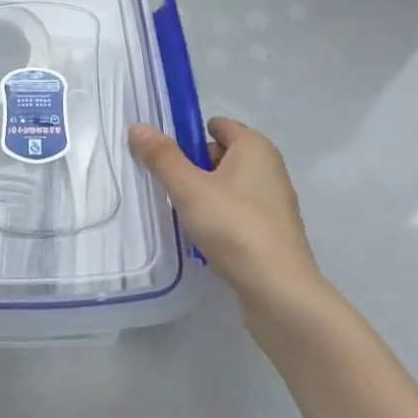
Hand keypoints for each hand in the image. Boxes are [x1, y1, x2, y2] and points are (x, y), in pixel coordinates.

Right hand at [128, 117, 324, 319]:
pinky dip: (220, 218)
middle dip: (193, 166)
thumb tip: (138, 127)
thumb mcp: (189, 188)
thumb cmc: (234, 227)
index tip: (164, 156)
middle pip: (222, 155)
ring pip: (229, 186)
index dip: (189, 135)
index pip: (218, 125)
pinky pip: (239, 212)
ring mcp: (274, 202)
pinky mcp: (274, 233)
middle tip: (168, 186)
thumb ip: (162, 157)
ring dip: (204, 195)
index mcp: (255, 147)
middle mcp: (269, 168)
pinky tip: (202, 237)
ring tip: (180, 213)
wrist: (279, 293)